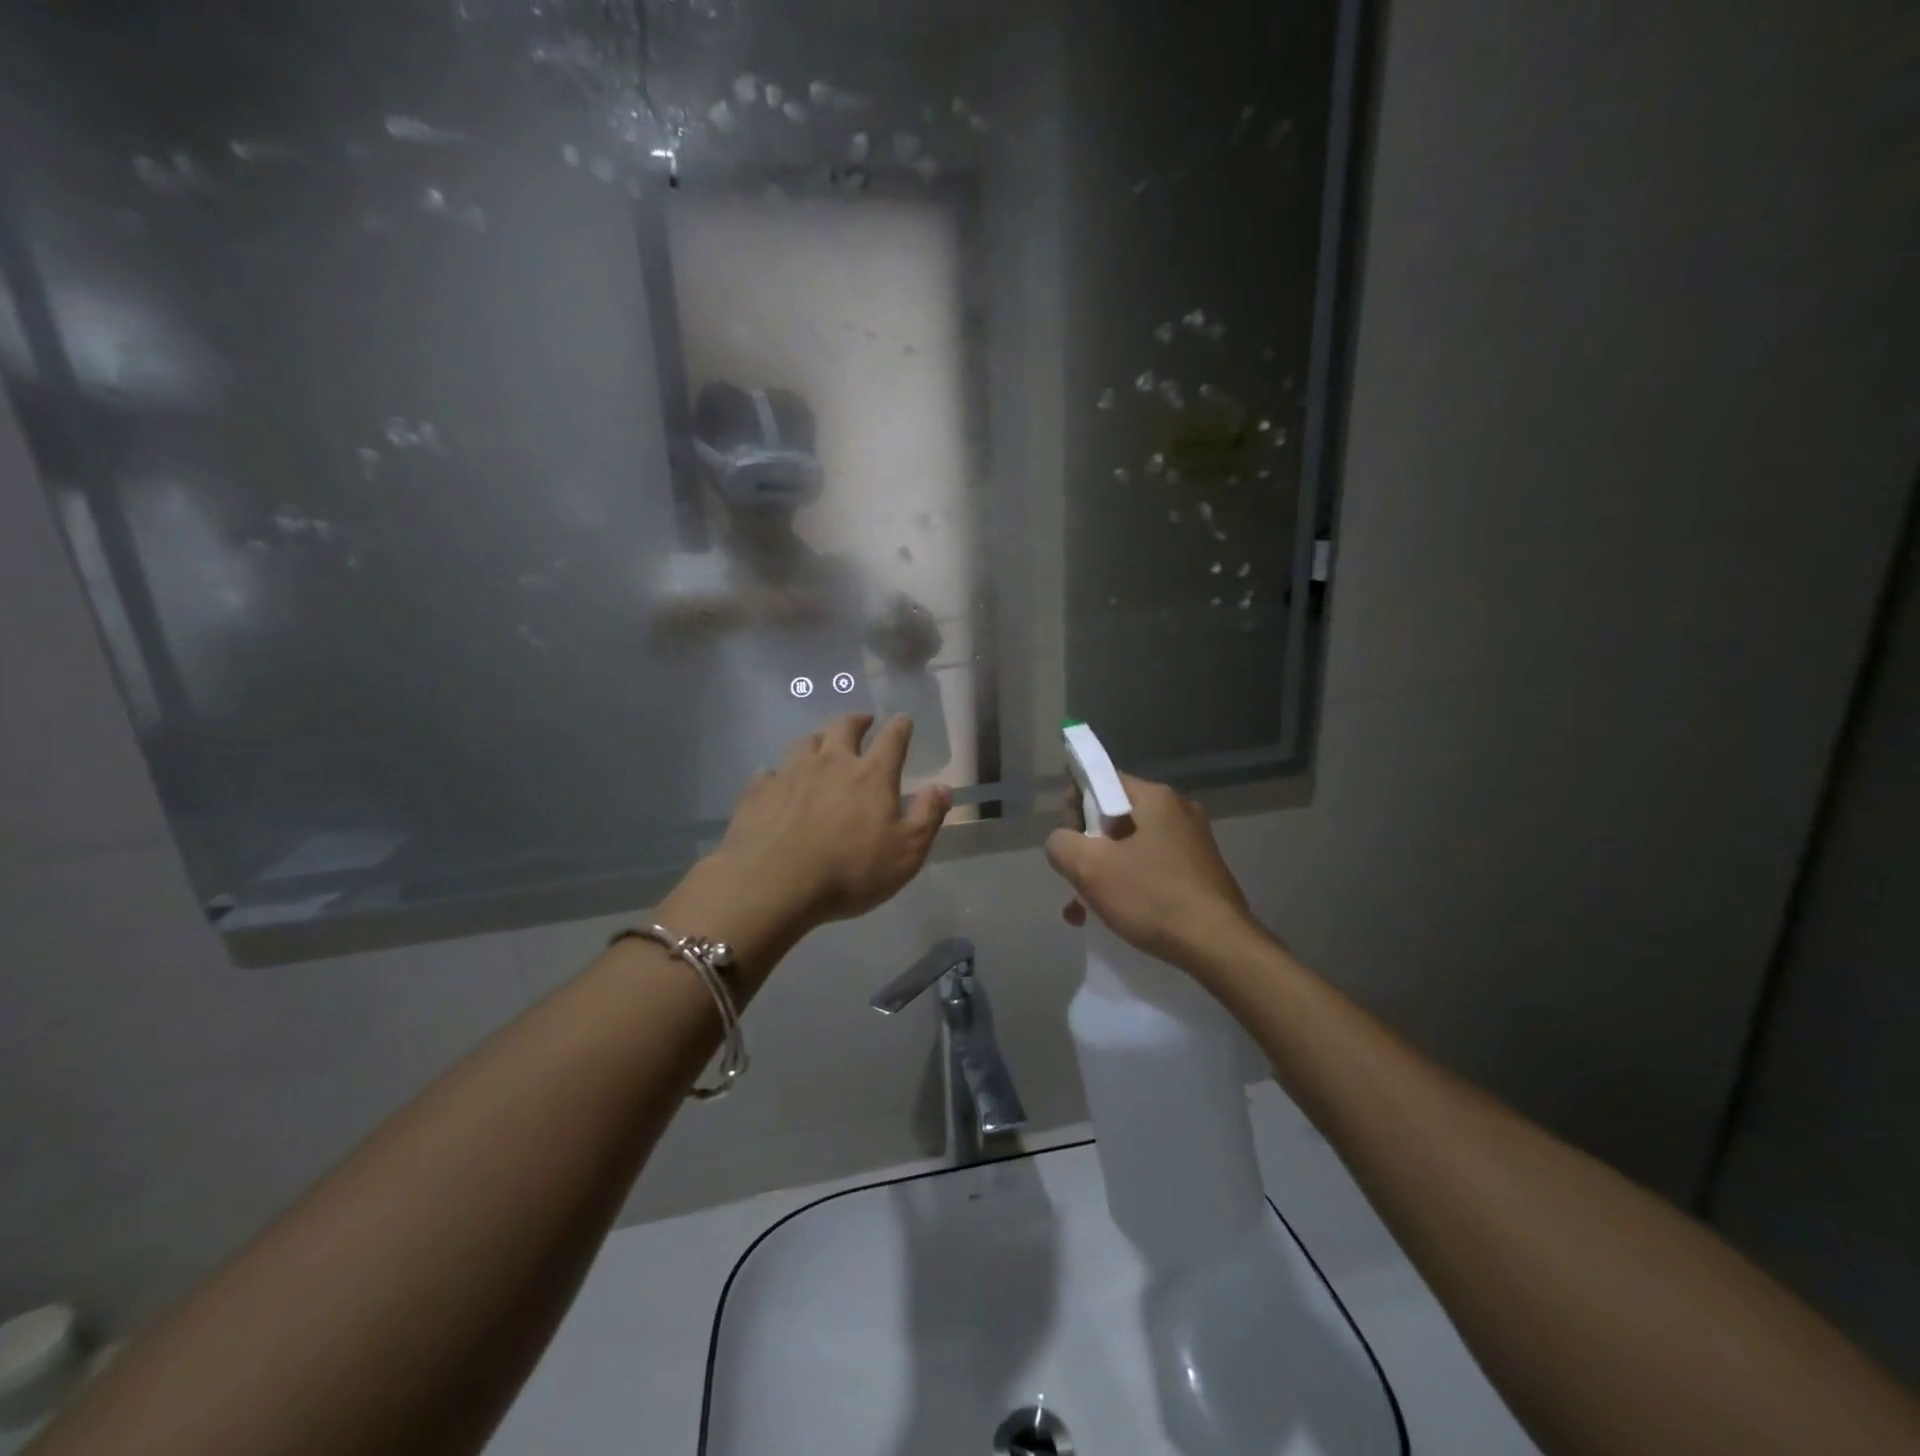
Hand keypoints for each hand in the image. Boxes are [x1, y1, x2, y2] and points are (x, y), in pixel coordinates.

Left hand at [709, 714, 951, 931]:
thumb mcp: (906, 854)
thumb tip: (943, 787)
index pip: (892, 739)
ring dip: (817, 740)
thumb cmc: (850, 871)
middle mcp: (831, 763)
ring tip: (821, 744)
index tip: (903, 720)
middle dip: (856, 721)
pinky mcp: (759, 791)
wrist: (773, 884)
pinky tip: (776, 782)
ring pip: (805, 743)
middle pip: (843, 728)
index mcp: (872, 775)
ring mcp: (791, 773)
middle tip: (862, 721)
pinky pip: (769, 772)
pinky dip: (777, 774)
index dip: (900, 727)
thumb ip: (927, 817)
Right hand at [1045, 773, 1260, 972]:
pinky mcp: (1201, 873)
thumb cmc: (1151, 896)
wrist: (1218, 946)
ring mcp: (1194, 843)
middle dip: (1088, 847)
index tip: (1066, 836)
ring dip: (1104, 873)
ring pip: (1132, 848)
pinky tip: (1113, 916)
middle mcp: (1179, 811)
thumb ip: (1061, 844)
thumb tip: (1062, 842)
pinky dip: (1129, 886)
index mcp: (1156, 798)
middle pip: (1116, 817)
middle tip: (1074, 877)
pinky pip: (1152, 870)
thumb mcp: (1089, 867)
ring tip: (1083, 910)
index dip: (1075, 804)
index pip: (1103, 781)